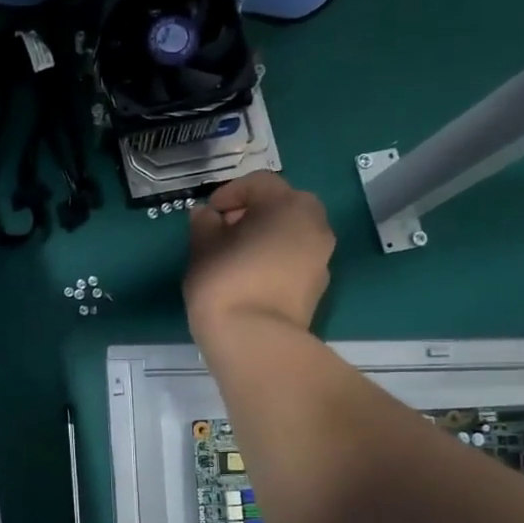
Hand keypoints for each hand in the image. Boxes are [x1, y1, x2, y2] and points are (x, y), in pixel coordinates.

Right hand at [184, 172, 335, 348]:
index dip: (229, 193)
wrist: (254, 339)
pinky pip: (294, 259)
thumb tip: (207, 216)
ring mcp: (321, 256)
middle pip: (282, 206)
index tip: (208, 213)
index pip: (259, 183)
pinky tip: (250, 277)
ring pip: (291, 233)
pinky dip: (275, 259)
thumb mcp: (202, 247)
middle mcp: (314, 224)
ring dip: (265, 236)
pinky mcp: (317, 286)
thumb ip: (204, 225)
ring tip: (234, 256)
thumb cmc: (225, 281)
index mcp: (288, 205)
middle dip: (253, 212)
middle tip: (224, 230)